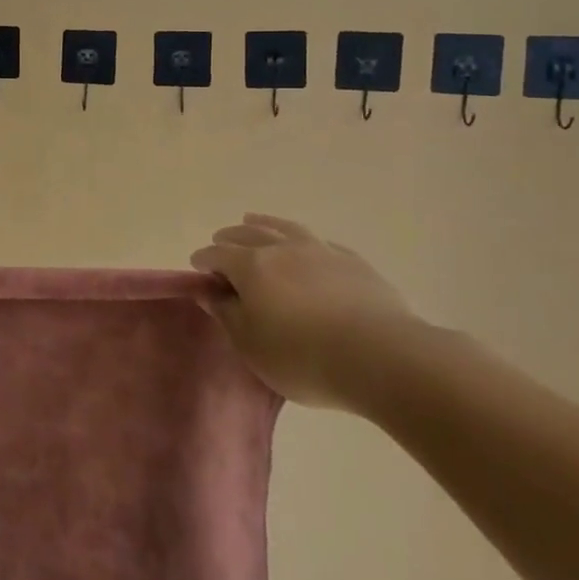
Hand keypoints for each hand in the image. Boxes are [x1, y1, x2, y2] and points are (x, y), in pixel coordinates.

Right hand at [190, 213, 428, 410]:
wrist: (381, 358)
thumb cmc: (303, 357)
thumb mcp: (250, 345)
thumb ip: (226, 314)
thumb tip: (207, 291)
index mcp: (251, 266)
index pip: (217, 254)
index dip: (203, 260)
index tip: (196, 269)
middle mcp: (282, 249)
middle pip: (248, 234)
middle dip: (229, 237)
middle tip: (220, 243)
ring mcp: (321, 251)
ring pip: (285, 228)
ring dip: (264, 224)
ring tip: (253, 221)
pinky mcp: (354, 263)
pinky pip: (321, 242)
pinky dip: (304, 241)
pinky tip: (307, 247)